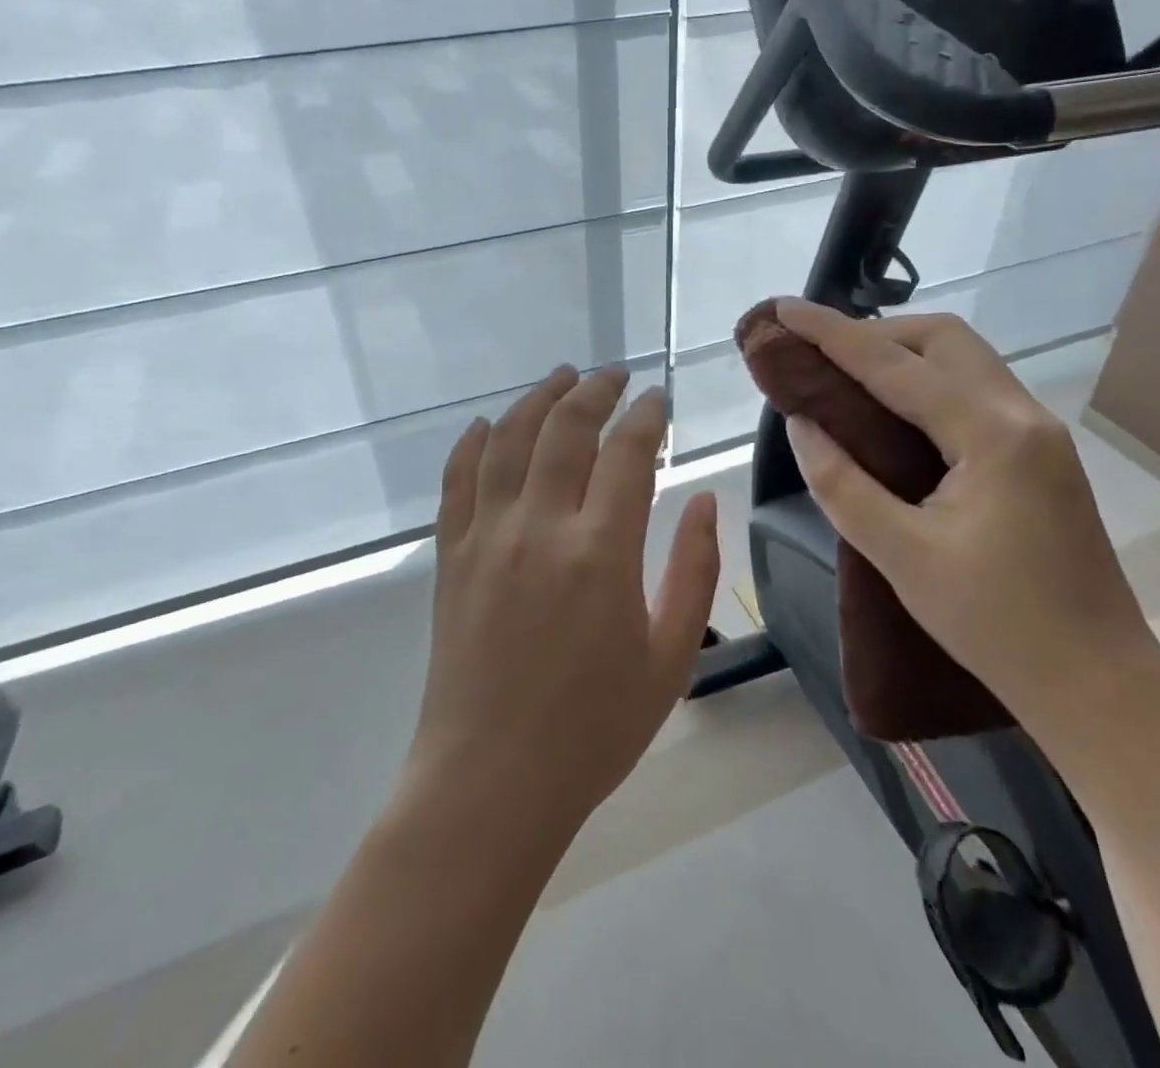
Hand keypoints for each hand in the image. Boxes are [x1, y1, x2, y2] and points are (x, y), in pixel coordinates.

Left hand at [407, 365, 720, 838]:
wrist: (491, 783)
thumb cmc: (594, 730)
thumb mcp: (671, 658)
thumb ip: (695, 571)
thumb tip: (707, 500)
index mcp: (602, 552)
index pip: (627, 452)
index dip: (646, 415)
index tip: (657, 398)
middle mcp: (540, 528)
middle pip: (566, 429)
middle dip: (595, 390)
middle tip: (614, 375)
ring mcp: (487, 537)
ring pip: (510, 440)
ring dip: (538, 399)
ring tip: (561, 377)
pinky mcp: (452, 556)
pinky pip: (459, 480)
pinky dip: (474, 442)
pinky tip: (490, 423)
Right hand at [774, 298, 1157, 725]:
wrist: (1098, 684)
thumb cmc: (996, 625)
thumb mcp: (901, 555)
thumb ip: (841, 483)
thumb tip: (802, 424)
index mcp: (992, 435)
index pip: (895, 365)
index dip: (832, 333)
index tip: (785, 308)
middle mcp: (1023, 415)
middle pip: (944, 339)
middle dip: (875, 333)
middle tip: (820, 354)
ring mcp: (1040, 433)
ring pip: (964, 360)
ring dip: (904, 355)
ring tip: (847, 376)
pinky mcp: (1042, 455)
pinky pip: (976, 391)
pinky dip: (928, 382)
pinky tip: (894, 412)